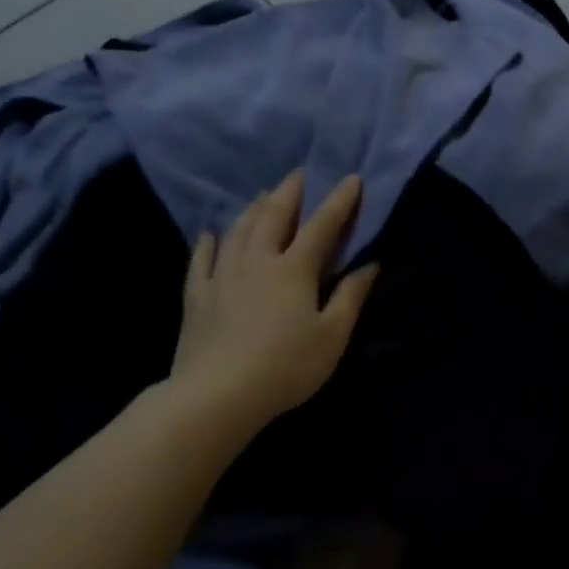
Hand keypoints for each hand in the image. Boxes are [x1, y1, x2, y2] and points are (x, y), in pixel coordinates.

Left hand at [168, 170, 378, 431]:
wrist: (217, 395)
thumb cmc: (285, 366)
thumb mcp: (332, 336)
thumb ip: (350, 297)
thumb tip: (370, 264)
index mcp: (294, 269)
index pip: (322, 225)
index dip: (339, 200)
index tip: (351, 178)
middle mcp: (257, 261)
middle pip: (274, 216)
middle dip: (289, 191)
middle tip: (298, 173)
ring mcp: (222, 275)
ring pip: (238, 230)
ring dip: (253, 209)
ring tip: (262, 195)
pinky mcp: (197, 295)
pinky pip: (201, 259)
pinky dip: (207, 242)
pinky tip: (209, 233)